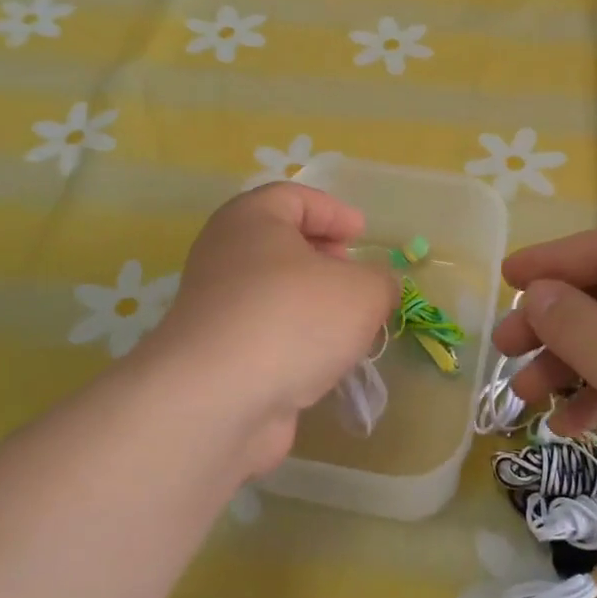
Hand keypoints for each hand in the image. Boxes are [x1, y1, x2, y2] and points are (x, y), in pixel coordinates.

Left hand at [144, 184, 397, 477]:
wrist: (218, 400)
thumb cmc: (294, 319)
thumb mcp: (363, 291)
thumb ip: (381, 282)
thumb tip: (376, 289)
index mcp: (251, 220)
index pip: (293, 197)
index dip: (333, 212)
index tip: (362, 235)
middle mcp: (224, 256)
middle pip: (280, 245)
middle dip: (324, 259)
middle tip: (355, 278)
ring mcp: (216, 308)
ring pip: (273, 293)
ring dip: (312, 305)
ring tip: (349, 327)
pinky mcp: (216, 355)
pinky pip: (264, 334)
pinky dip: (294, 341)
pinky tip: (323, 363)